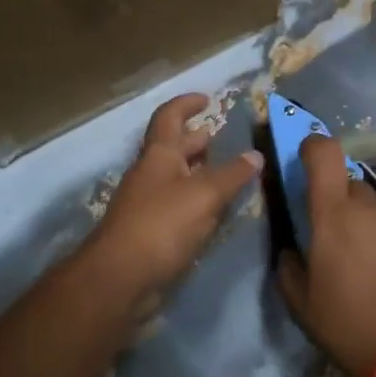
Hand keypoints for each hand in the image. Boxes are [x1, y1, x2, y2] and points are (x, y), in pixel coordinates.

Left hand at [82, 93, 262, 321]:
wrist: (120, 278)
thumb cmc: (161, 225)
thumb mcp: (204, 195)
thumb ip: (231, 175)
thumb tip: (255, 155)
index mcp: (158, 155)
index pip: (169, 117)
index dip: (186, 104)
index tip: (208, 98)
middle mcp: (150, 174)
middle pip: (173, 147)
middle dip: (197, 139)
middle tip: (224, 139)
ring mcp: (147, 203)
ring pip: (177, 178)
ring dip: (200, 172)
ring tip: (229, 174)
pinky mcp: (151, 232)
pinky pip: (178, 206)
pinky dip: (197, 201)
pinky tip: (216, 211)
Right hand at [277, 133, 375, 376]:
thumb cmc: (346, 322)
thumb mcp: (300, 300)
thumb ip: (288, 264)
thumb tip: (293, 247)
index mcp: (333, 216)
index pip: (324, 154)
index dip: (313, 146)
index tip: (305, 157)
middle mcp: (368, 209)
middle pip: (349, 184)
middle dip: (338, 202)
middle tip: (335, 236)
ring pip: (374, 209)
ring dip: (364, 224)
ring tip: (364, 263)